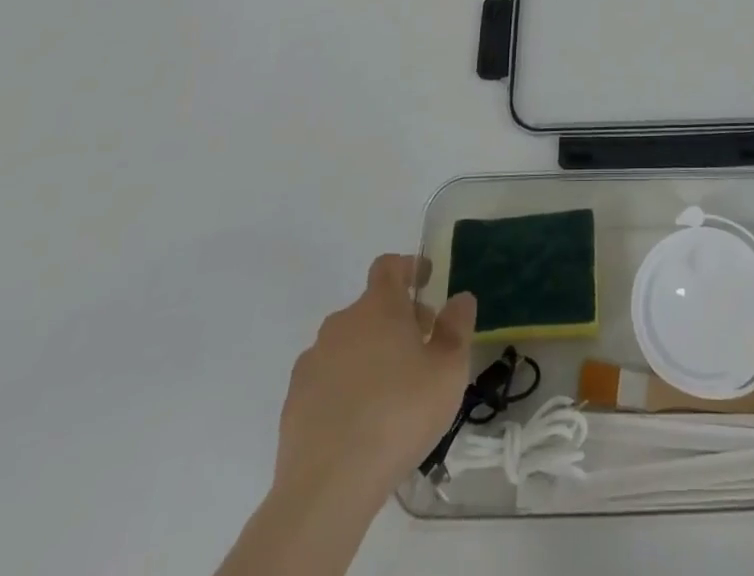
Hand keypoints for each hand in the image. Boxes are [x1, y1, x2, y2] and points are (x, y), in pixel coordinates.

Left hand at [273, 254, 476, 504]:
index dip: (409, 267)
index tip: (426, 279)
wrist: (327, 487)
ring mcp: (312, 362)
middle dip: (397, 319)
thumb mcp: (448, 370)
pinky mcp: (294, 401)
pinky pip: (327, 378)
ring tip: (392, 391)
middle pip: (371, 307)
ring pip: (348, 343)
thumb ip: (457, 327)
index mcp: (378, 307)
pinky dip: (345, 385)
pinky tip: (361, 420)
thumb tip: (459, 298)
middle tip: (421, 348)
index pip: (389, 266)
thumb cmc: (399, 415)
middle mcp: (341, 323)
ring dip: (370, 352)